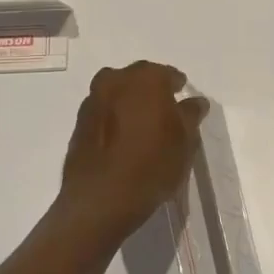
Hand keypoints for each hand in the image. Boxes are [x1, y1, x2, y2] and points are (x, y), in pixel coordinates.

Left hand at [58, 62, 208, 240]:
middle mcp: (116, 80)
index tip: (183, 103)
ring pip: (116, 93)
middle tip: (163, 113)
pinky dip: (113, 118)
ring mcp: (93, 100)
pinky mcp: (78, 122)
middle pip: (139, 79)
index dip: (178, 87)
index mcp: (146, 79)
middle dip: (151, 91)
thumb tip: (195, 101)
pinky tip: (121, 139)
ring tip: (141, 127)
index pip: (168, 74)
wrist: (101, 199)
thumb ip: (190, 115)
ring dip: (129, 103)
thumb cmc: (152, 166)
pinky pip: (102, 112)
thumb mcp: (185, 142)